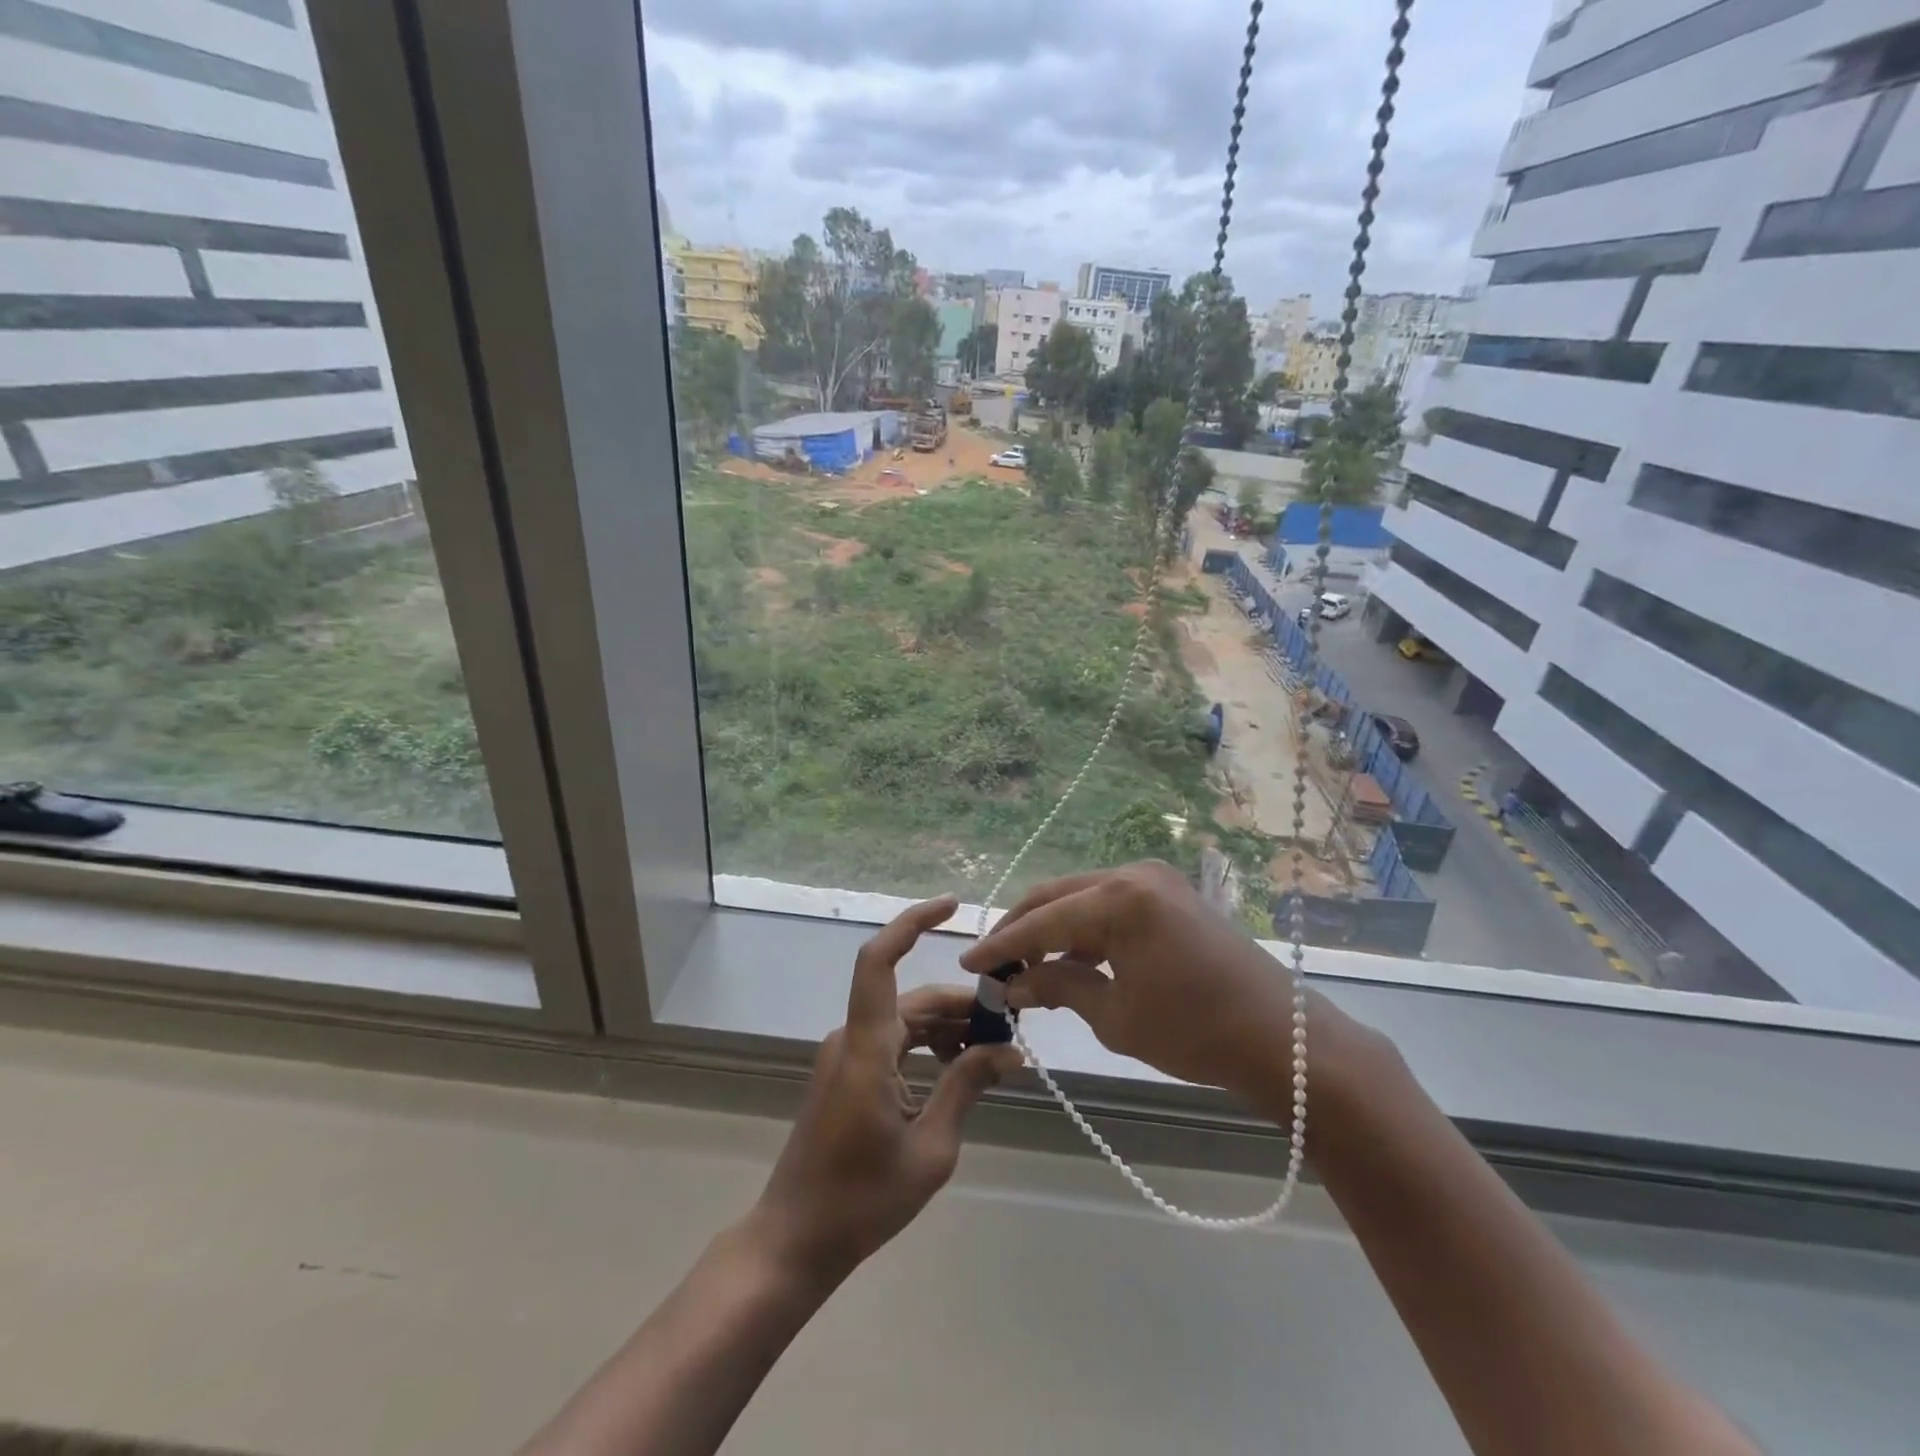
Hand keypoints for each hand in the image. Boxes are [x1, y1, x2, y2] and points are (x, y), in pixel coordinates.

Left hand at [750, 895, 1018, 1284]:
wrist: (795, 1239)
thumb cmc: (861, 1200)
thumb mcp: (930, 1149)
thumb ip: (966, 1088)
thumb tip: (1009, 1052)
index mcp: (867, 1047)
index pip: (879, 960)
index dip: (912, 923)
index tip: (952, 906)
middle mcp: (852, 1038)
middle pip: (912, 998)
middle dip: (962, 1005)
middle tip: (1011, 1026)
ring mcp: (846, 1055)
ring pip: (905, 1020)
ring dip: (948, 1029)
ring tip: (995, 1054)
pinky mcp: (847, 1073)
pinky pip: (894, 1042)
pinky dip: (928, 1047)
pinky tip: (960, 1070)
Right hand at [961, 861, 1327, 1106]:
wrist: (1280, 1039)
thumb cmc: (1193, 1032)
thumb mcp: (1114, 1016)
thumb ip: (1058, 988)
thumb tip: (1013, 985)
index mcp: (1118, 898)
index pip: (1042, 920)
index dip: (1001, 944)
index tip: (969, 963)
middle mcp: (1133, 874)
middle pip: (1058, 896)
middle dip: (1021, 929)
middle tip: (993, 963)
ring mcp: (1155, 881)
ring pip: (1083, 898)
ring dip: (1052, 929)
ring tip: (1026, 967)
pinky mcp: (1170, 896)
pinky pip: (1111, 905)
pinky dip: (1085, 930)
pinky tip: (1070, 960)